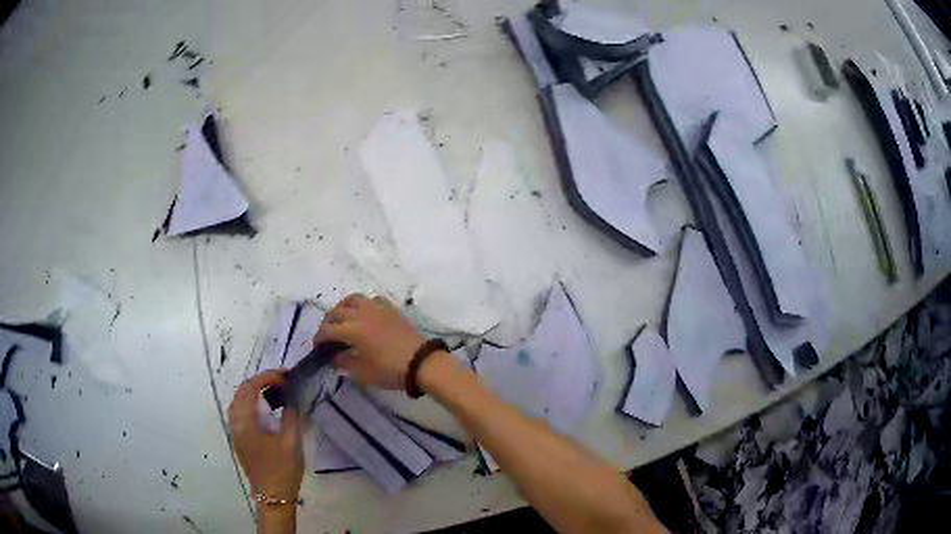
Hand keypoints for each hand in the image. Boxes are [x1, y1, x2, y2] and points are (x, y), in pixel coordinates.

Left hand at [228, 371, 303, 500]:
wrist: (273, 496)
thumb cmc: (282, 469)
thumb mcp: (291, 442)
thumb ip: (290, 416)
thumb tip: (291, 398)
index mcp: (247, 422)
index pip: (250, 388)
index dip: (266, 377)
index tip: (284, 376)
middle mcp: (236, 424)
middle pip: (240, 393)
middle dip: (258, 382)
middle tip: (279, 381)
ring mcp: (236, 433)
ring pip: (237, 403)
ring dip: (251, 392)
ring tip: (270, 392)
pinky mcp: (239, 441)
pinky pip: (239, 413)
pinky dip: (249, 404)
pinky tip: (262, 410)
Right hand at [315, 294, 426, 389]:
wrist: (422, 362)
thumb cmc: (391, 370)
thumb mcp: (363, 373)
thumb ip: (345, 362)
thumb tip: (335, 357)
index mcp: (352, 330)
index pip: (327, 330)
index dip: (319, 338)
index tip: (318, 348)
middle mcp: (362, 314)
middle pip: (337, 311)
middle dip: (328, 322)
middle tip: (327, 335)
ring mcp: (378, 309)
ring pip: (354, 299)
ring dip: (343, 308)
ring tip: (343, 320)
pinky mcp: (391, 310)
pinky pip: (372, 300)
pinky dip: (363, 305)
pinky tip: (365, 316)